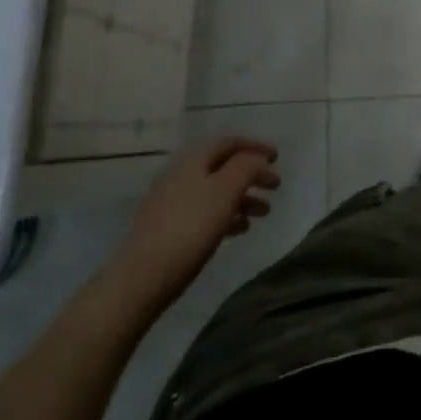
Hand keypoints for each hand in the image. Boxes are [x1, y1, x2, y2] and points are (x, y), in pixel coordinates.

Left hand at [101, 137, 280, 310]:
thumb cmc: (190, 228)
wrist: (142, 277)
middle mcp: (180, 175)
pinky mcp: (168, 228)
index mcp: (192, 160)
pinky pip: (204, 212)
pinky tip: (239, 229)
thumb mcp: (225, 191)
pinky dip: (226, 215)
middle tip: (275, 187)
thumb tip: (258, 160)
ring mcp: (171, 202)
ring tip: (264, 213)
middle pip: (223, 167)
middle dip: (251, 174)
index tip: (278, 158)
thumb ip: (246, 168)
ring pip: (215, 191)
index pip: (229, 142)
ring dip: (242, 197)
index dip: (255, 146)